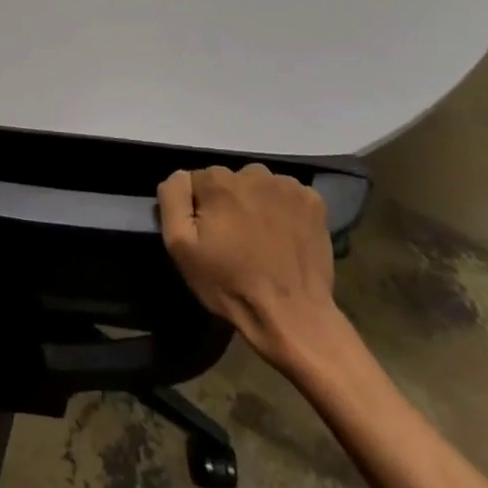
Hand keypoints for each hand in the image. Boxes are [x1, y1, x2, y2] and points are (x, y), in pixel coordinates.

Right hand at [158, 164, 341, 373]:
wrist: (292, 315)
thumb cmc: (229, 282)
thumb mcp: (179, 245)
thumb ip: (172, 199)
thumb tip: (180, 176)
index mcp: (218, 182)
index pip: (196, 180)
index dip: (198, 208)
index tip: (208, 234)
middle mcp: (253, 173)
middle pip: (229, 180)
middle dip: (227, 202)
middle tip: (234, 239)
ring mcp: (288, 186)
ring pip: (258, 185)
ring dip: (255, 202)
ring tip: (260, 237)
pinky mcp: (314, 201)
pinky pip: (287, 194)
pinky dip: (283, 208)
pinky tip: (284, 234)